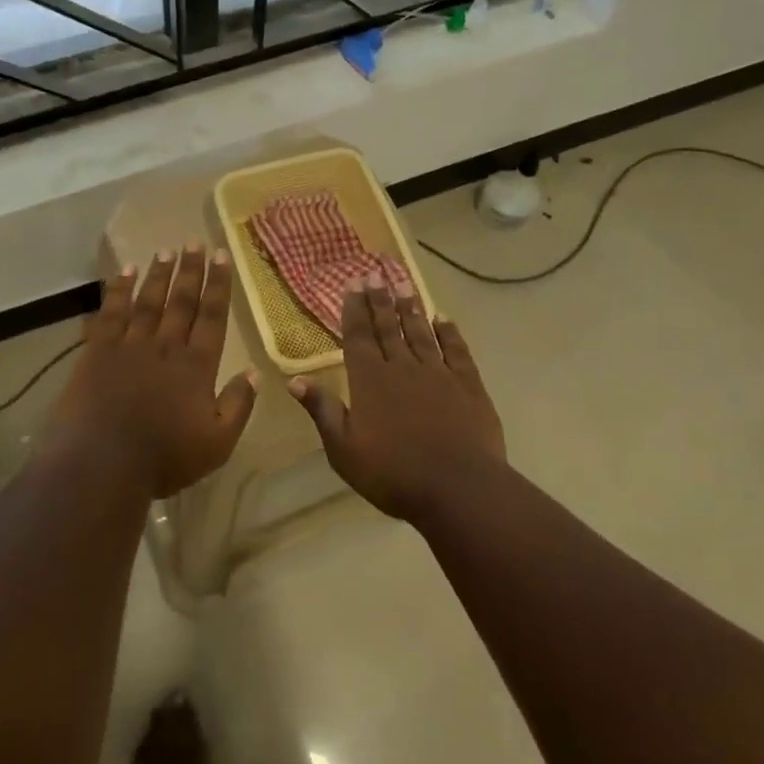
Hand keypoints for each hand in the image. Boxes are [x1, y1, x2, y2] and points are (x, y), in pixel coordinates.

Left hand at [43, 246, 257, 499]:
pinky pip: (110, 313)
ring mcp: (129, 346)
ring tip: (166, 252)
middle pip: (181, 301)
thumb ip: (238, 406)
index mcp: (196, 366)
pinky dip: (118, 290)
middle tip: (195, 242)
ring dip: (158, 275)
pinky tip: (124, 273)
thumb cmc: (163, 459)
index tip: (222, 256)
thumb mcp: (217, 443)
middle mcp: (165, 346)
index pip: (212, 316)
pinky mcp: (97, 352)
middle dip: (190, 270)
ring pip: (148, 301)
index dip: (218, 285)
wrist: (100, 464)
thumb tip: (254, 373)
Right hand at [288, 276, 504, 521]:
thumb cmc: (393, 473)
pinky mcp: (468, 386)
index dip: (355, 309)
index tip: (353, 284)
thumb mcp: (344, 449)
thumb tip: (295, 380)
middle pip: (389, 327)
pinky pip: (456, 351)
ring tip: (404, 285)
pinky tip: (443, 319)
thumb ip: (323, 411)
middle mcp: (402, 368)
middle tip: (376, 274)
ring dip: (411, 309)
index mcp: (370, 381)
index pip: (358, 337)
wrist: (458, 488)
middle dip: (380, 300)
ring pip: (421, 333)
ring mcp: (438, 374)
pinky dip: (449, 333)